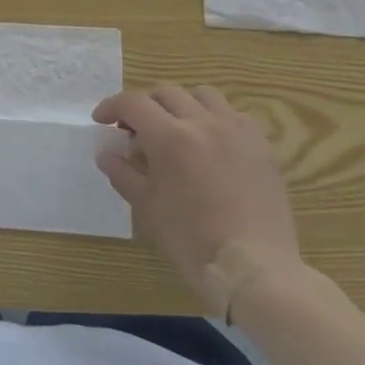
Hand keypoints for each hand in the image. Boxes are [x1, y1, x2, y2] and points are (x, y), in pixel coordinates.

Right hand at [93, 84, 301, 301]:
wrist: (256, 271)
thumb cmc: (193, 241)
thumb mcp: (148, 208)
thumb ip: (124, 174)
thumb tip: (107, 155)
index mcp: (170, 136)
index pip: (133, 103)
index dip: (112, 107)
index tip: (102, 121)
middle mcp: (203, 122)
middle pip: (166, 93)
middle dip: (144, 105)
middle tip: (135, 129)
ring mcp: (237, 131)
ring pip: (203, 95)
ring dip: (182, 104)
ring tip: (176, 128)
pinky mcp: (262, 146)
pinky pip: (234, 115)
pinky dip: (215, 118)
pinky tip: (211, 143)